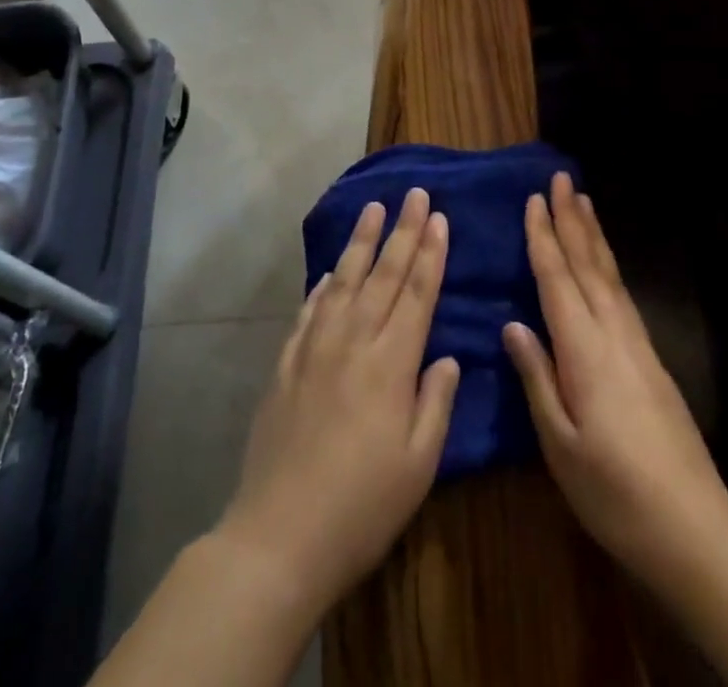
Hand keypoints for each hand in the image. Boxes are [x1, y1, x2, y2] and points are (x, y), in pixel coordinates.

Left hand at [218, 188, 460, 617]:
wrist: (280, 534)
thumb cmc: (363, 507)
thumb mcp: (419, 466)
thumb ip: (435, 403)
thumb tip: (447, 356)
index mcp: (391, 364)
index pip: (417, 295)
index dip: (430, 254)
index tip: (439, 218)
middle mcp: (353, 342)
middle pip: (383, 275)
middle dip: (403, 232)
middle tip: (415, 194)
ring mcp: (314, 349)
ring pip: (344, 281)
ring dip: (361, 242)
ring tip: (373, 208)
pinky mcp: (286, 364)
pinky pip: (309, 311)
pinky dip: (322, 286)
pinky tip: (330, 271)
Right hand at [503, 173, 727, 593]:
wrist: (695, 532)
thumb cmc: (614, 494)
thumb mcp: (560, 445)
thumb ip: (537, 379)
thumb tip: (514, 324)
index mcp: (586, 353)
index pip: (558, 281)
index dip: (544, 239)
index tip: (533, 200)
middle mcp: (615, 337)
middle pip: (589, 266)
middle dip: (572, 220)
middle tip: (561, 179)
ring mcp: (639, 347)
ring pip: (611, 277)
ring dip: (594, 236)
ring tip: (583, 203)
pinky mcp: (653, 362)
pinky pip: (624, 296)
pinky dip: (609, 267)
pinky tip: (605, 264)